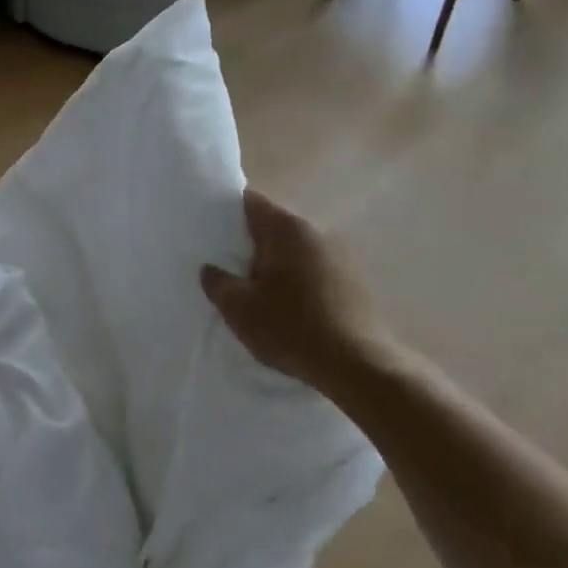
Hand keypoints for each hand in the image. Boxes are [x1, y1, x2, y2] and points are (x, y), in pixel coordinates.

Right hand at [201, 189, 384, 396]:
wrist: (357, 365)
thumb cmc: (291, 328)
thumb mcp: (240, 309)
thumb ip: (218, 283)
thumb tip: (210, 269)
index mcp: (287, 229)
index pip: (251, 202)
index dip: (227, 210)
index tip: (210, 227)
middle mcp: (316, 231)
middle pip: (274, 225)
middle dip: (250, 241)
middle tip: (225, 263)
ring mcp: (340, 254)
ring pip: (294, 249)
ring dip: (275, 262)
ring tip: (254, 287)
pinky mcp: (353, 279)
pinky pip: (313, 268)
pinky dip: (296, 278)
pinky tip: (287, 303)